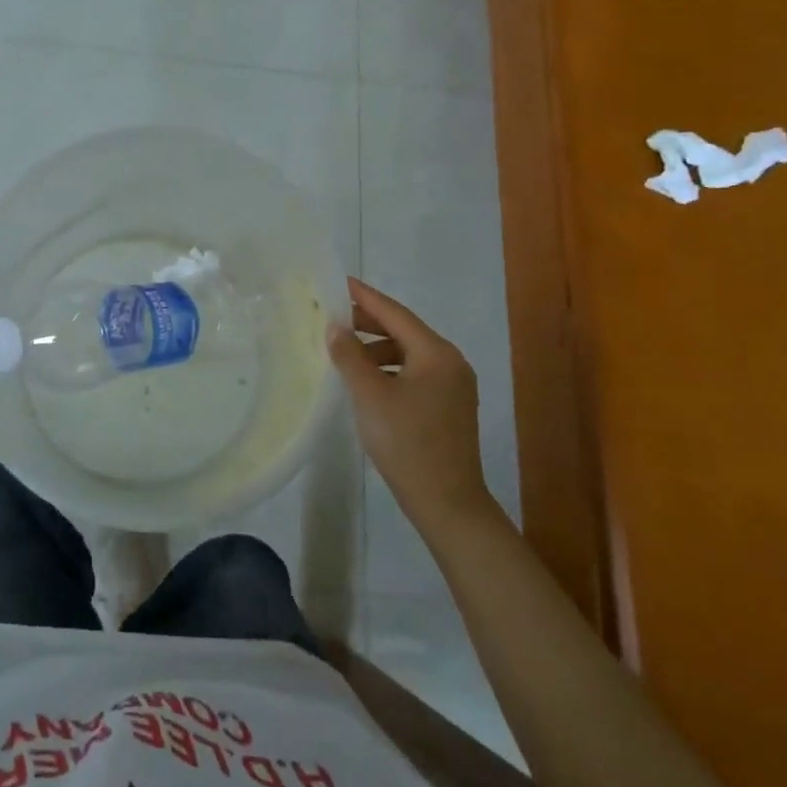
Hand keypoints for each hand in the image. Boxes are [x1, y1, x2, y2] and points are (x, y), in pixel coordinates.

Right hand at [327, 277, 497, 530]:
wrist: (448, 504)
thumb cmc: (407, 443)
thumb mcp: (370, 395)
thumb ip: (350, 356)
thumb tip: (335, 326)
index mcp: (436, 353)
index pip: (395, 313)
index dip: (365, 297)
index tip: (340, 282)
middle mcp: (450, 362)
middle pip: (404, 330)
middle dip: (368, 322)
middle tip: (332, 316)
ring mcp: (453, 386)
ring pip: (408, 353)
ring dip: (376, 348)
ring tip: (345, 352)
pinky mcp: (449, 407)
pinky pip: (414, 373)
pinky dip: (389, 368)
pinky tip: (367, 381)